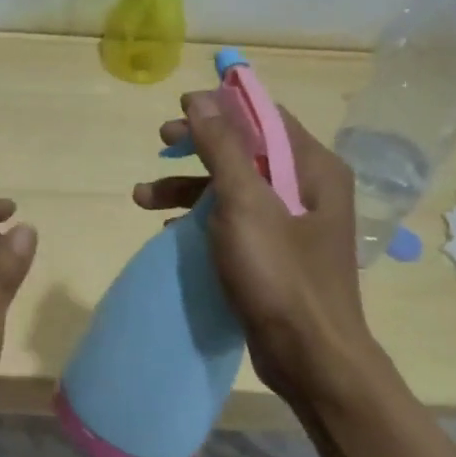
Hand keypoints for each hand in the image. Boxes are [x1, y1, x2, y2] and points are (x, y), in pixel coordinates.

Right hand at [133, 92, 384, 407]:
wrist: (310, 357)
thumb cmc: (280, 273)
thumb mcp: (244, 203)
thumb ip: (221, 147)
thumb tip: (200, 99)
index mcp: (313, 168)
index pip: (265, 117)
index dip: (221, 106)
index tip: (179, 107)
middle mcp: (308, 189)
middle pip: (246, 150)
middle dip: (197, 147)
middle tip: (160, 143)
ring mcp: (292, 224)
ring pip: (234, 188)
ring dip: (189, 187)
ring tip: (142, 198)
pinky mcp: (276, 255)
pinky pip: (234, 222)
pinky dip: (201, 219)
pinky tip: (169, 230)